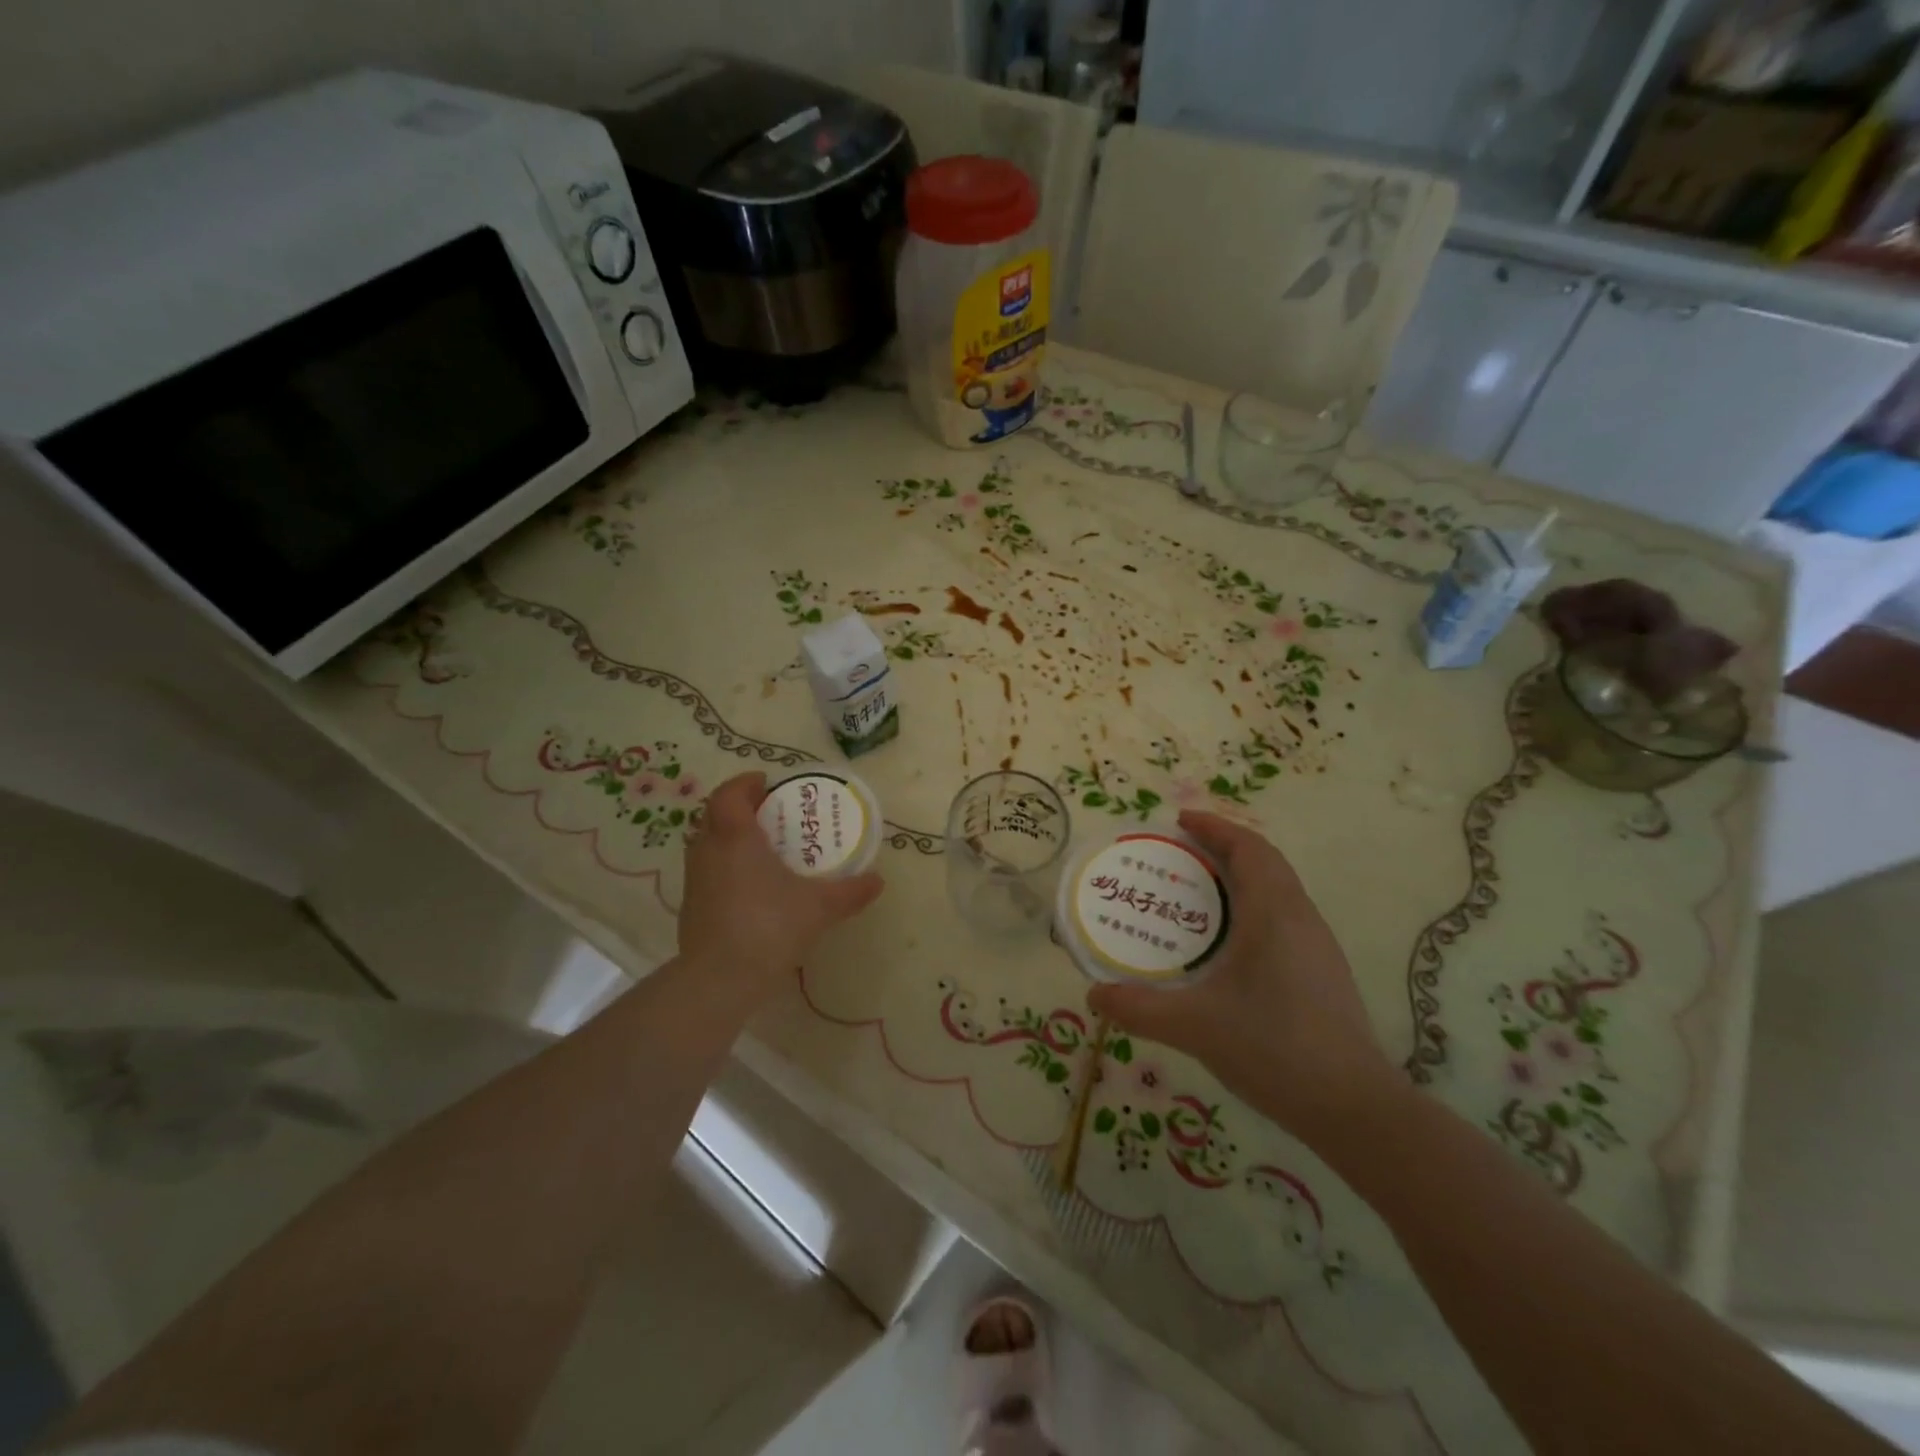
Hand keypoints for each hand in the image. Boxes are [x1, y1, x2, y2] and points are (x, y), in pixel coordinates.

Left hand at [678, 772, 883, 999]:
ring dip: (729, 837)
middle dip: (739, 808)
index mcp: (736, 837)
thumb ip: (850, 891)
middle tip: (769, 814)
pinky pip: (707, 871)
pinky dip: (725, 866)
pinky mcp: (691, 907)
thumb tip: (878, 881)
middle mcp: (708, 850)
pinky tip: (751, 887)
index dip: (744, 783)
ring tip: (762, 848)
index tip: (765, 782)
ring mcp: (695, 880)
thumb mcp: (820, 907)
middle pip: (714, 814)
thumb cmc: (769, 927)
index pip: (729, 794)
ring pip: (707, 843)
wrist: (720, 979)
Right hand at [1086, 811, 1397, 1144]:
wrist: (1353, 1108)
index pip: (1248, 848)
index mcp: (1273, 913)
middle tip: (1178, 855)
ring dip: (1239, 878)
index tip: (1179, 821)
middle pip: (1264, 862)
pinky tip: (1226, 945)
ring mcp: (1316, 947)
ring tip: (1195, 894)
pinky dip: (1251, 908)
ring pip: (1277, 891)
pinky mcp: (1322, 973)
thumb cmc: (1273, 1048)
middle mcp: (1300, 918)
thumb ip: (1140, 1008)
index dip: (1215, 827)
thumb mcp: (1195, 1026)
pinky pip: (1282, 918)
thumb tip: (1094, 995)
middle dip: (1223, 848)